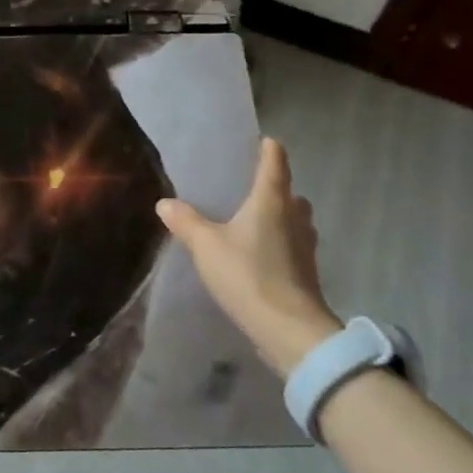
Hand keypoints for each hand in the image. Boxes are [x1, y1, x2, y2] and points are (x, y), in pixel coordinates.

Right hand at [156, 137, 341, 376]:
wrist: (290, 331)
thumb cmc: (248, 275)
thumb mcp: (206, 246)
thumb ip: (185, 221)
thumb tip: (165, 202)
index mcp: (271, 201)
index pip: (275, 163)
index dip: (269, 149)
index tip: (262, 141)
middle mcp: (294, 217)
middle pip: (290, 193)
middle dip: (275, 189)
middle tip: (249, 190)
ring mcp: (306, 247)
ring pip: (295, 221)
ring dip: (280, 218)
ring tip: (252, 223)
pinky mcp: (307, 273)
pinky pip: (293, 247)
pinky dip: (280, 245)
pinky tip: (259, 256)